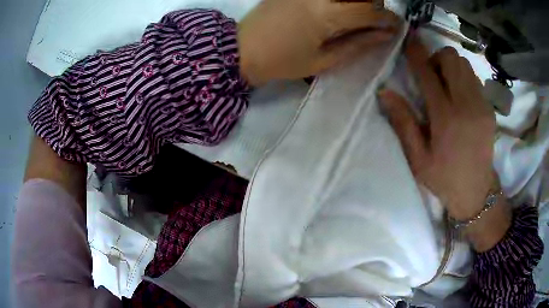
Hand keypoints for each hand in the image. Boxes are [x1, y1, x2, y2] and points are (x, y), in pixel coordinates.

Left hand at [238, 0, 399, 85]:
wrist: (241, 50)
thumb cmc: (282, 62)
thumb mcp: (324, 60)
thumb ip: (358, 44)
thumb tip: (385, 35)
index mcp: (327, 15)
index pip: (371, 10)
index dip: (388, 18)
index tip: (396, 26)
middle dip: (376, 4)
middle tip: (374, 19)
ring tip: (356, 13)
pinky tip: (338, 7)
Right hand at [380, 37, 496, 221]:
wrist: (476, 192)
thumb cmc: (444, 178)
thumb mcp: (418, 158)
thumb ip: (403, 123)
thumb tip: (386, 92)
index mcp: (446, 119)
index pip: (428, 74)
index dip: (416, 54)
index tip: (409, 41)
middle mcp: (467, 106)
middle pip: (451, 59)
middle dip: (437, 59)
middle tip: (432, 78)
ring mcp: (481, 105)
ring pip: (465, 65)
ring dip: (451, 67)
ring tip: (446, 87)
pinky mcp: (489, 109)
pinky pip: (474, 78)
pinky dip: (463, 78)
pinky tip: (460, 98)